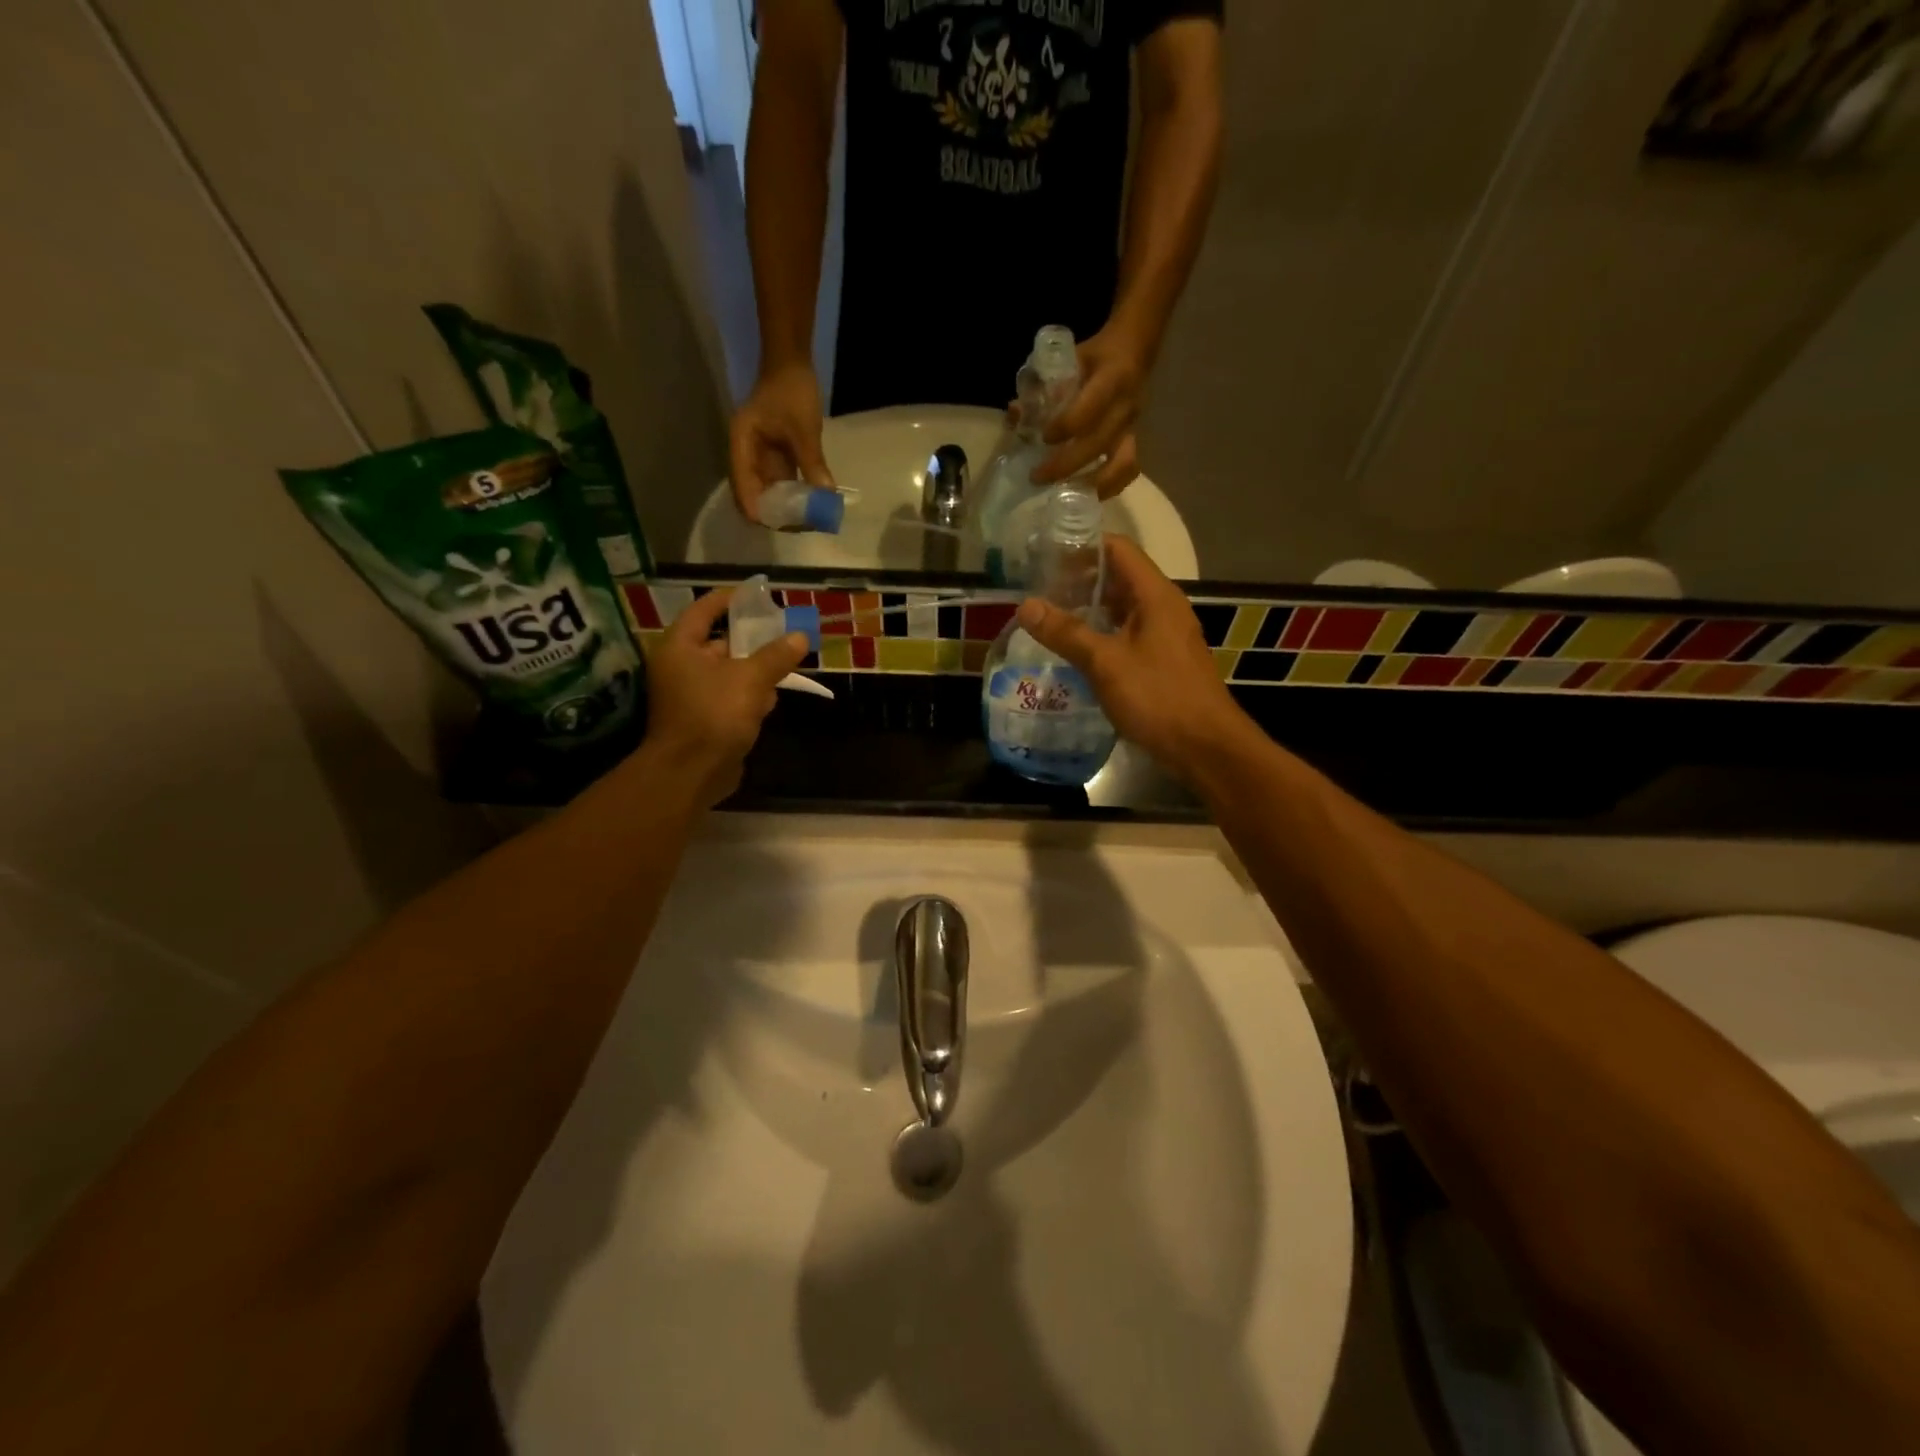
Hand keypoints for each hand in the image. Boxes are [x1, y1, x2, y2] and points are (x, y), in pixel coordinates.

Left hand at [638, 587, 808, 807]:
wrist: (691, 773)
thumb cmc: (715, 715)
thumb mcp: (751, 679)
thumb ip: (776, 656)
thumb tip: (800, 637)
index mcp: (680, 647)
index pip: (704, 609)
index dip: (731, 599)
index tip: (759, 594)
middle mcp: (680, 667)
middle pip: (719, 642)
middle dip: (752, 639)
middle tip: (783, 631)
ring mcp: (690, 695)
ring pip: (728, 672)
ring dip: (755, 670)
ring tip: (785, 665)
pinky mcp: (703, 719)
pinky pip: (729, 697)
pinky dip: (749, 695)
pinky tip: (771, 700)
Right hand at [729, 363, 832, 522]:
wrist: (792, 363)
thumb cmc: (792, 391)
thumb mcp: (803, 429)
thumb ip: (812, 464)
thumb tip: (826, 498)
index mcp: (741, 447)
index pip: (743, 489)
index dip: (759, 511)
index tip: (783, 525)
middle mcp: (747, 457)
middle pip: (755, 496)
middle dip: (777, 514)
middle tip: (803, 525)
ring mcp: (761, 458)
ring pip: (771, 492)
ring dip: (788, 507)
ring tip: (811, 519)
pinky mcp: (776, 458)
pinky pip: (784, 483)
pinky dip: (797, 494)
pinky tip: (814, 504)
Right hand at [1015, 536, 1245, 778]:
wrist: (1205, 747)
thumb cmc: (1158, 697)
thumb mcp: (1106, 663)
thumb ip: (1066, 632)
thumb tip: (1025, 606)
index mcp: (1155, 595)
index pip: (1118, 549)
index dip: (1082, 546)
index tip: (1044, 554)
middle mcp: (1162, 607)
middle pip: (1118, 577)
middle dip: (1078, 579)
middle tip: (1037, 588)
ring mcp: (1164, 635)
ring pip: (1121, 609)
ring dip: (1087, 609)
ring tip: (1048, 617)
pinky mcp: (1161, 660)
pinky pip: (1126, 634)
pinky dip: (1100, 634)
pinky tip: (1073, 649)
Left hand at [1032, 325, 1147, 498]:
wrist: (1135, 350)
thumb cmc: (1095, 356)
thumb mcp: (1070, 357)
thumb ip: (1044, 385)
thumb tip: (1016, 414)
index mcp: (1111, 378)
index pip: (1089, 408)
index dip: (1066, 427)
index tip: (1044, 438)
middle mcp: (1125, 406)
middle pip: (1098, 444)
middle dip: (1065, 465)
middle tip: (1037, 477)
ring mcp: (1133, 427)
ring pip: (1120, 464)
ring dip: (1092, 484)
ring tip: (1064, 496)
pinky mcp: (1135, 441)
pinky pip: (1128, 470)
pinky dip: (1110, 487)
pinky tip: (1088, 496)